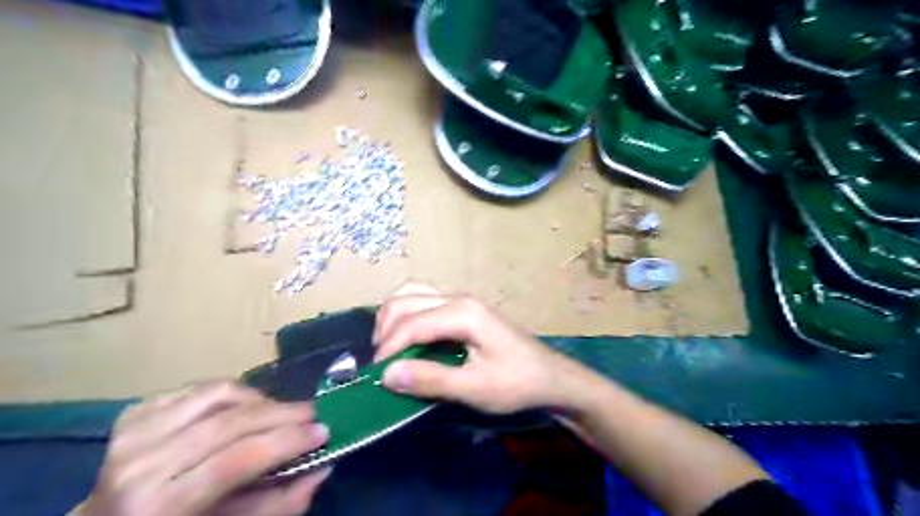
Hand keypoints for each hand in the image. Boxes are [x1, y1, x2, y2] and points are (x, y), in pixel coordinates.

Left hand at [73, 381, 330, 513]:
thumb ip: (279, 504)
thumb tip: (323, 465)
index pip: (235, 461)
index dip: (286, 442)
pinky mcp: (136, 412)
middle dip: (284, 414)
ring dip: (261, 400)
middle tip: (314, 413)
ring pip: (220, 394)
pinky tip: (244, 408)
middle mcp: (141, 464)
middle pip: (231, 422)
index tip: (323, 431)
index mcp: (158, 506)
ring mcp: (134, 432)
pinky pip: (201, 388)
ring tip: (280, 413)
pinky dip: (234, 393)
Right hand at [369, 282, 576, 413]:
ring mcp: (460, 298)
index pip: (411, 323)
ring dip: (392, 317)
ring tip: (388, 348)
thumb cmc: (516, 383)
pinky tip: (406, 336)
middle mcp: (458, 297)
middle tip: (381, 364)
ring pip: (411, 293)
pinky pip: (422, 298)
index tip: (376, 377)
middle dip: (385, 330)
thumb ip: (431, 379)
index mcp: (463, 313)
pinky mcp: (462, 306)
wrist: (549, 376)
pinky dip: (405, 313)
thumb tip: (387, 374)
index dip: (389, 349)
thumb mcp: (474, 388)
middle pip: (404, 300)